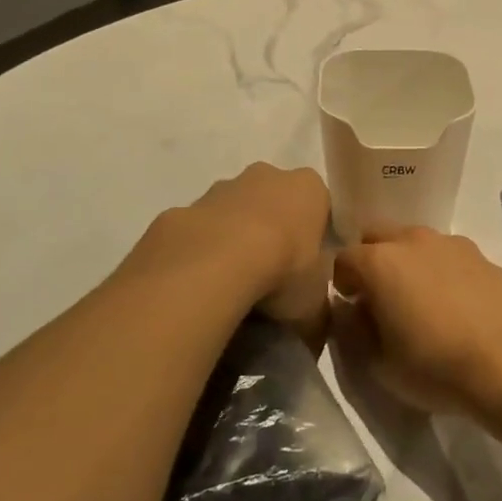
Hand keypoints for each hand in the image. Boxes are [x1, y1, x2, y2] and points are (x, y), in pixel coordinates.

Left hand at [139, 164, 332, 341]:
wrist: (212, 266)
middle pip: (274, 202)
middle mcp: (266, 176)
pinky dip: (200, 254)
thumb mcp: (316, 304)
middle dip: (273, 232)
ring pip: (232, 213)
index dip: (316, 236)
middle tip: (272, 277)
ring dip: (233, 240)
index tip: (310, 268)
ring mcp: (220, 189)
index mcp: (308, 189)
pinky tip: (199, 287)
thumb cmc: (283, 271)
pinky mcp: (182, 209)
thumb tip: (313, 324)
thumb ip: (319, 309)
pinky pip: (198, 232)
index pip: (320, 205)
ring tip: (232, 286)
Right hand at [332, 228, 501, 417]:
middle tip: (382, 299)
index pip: (343, 259)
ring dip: (409, 263)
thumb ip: (353, 331)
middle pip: (378, 237)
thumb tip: (349, 310)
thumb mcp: (379, 365)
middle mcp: (413, 241)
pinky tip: (457, 306)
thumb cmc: (436, 367)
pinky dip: (443, 272)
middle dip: (372, 261)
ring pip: (417, 242)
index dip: (342, 284)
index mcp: (380, 262)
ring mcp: (452, 244)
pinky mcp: (483, 256)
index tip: (352, 309)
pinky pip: (449, 256)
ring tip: (422, 302)